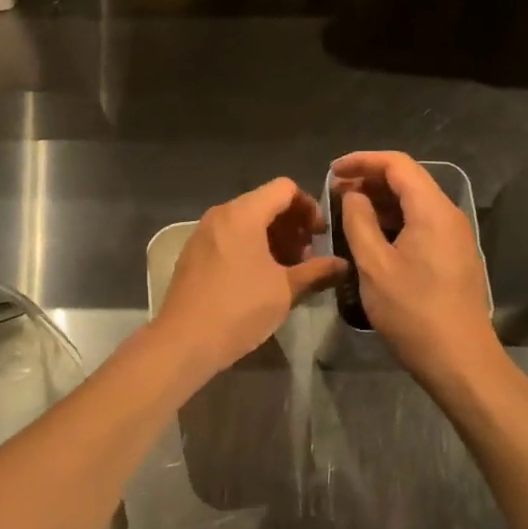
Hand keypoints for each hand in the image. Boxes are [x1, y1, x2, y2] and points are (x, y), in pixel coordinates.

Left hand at [152, 178, 347, 381]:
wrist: (184, 340)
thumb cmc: (239, 308)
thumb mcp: (285, 290)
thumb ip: (317, 272)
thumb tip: (343, 265)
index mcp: (244, 213)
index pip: (284, 188)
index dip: (308, 206)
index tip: (320, 235)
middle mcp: (221, 214)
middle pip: (264, 202)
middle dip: (291, 224)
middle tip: (307, 256)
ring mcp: (203, 232)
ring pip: (246, 220)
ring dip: (272, 237)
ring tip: (287, 269)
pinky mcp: (193, 251)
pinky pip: (229, 235)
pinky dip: (250, 245)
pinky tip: (260, 277)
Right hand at [332, 151, 498, 387]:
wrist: (461, 362)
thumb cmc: (414, 312)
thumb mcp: (374, 265)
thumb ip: (359, 221)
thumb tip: (352, 195)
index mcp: (432, 210)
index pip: (397, 164)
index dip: (362, 161)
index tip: (332, 171)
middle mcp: (448, 215)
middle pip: (407, 179)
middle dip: (369, 179)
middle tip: (334, 192)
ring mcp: (454, 236)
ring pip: (414, 202)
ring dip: (380, 200)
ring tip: (346, 211)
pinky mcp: (453, 255)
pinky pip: (420, 222)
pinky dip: (394, 219)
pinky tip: (371, 235)